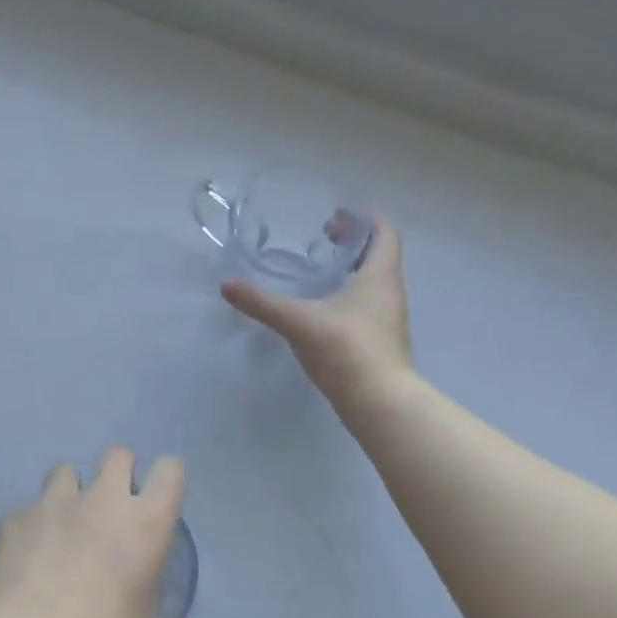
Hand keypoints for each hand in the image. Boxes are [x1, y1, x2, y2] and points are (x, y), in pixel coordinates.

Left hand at [0, 449, 200, 617]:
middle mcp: (101, 500)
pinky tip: (25, 561)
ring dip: (71, 492)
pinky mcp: (12, 521)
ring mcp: (51, 505)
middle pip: (117, 455)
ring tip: (66, 528)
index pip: (170, 470)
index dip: (169, 480)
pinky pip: (25, 512)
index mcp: (145, 523)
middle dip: (120, 474)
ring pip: (64, 470)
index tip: (161, 504)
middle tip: (115, 514)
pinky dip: (29, 529)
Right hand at [221, 217, 412, 399]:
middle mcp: (390, 293)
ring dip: (352, 270)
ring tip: (320, 271)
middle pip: (379, 255)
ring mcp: (388, 320)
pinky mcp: (381, 343)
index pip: (384, 232)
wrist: (379, 402)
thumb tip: (226, 285)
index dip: (363, 219)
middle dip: (352, 242)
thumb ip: (262, 303)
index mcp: (379, 276)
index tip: (337, 215)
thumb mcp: (298, 321)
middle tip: (323, 238)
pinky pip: (368, 307)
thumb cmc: (345, 348)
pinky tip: (324, 309)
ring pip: (373, 282)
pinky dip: (349, 296)